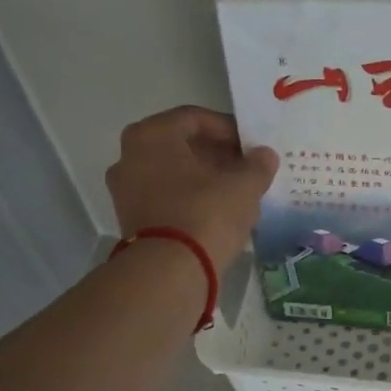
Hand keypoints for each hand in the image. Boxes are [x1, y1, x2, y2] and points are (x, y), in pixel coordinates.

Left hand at [105, 106, 278, 267]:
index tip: (252, 146)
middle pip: (181, 146)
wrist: (170, 272)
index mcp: (151, 135)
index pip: (195, 119)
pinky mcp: (132, 220)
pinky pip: (167, 198)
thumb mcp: (243, 186)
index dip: (229, 129)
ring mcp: (126, 190)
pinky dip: (191, 199)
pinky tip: (218, 213)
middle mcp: (130, 156)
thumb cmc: (206, 214)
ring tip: (236, 193)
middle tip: (247, 168)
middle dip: (217, 155)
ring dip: (204, 178)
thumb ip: (257, 165)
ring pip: (174, 174)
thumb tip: (265, 155)